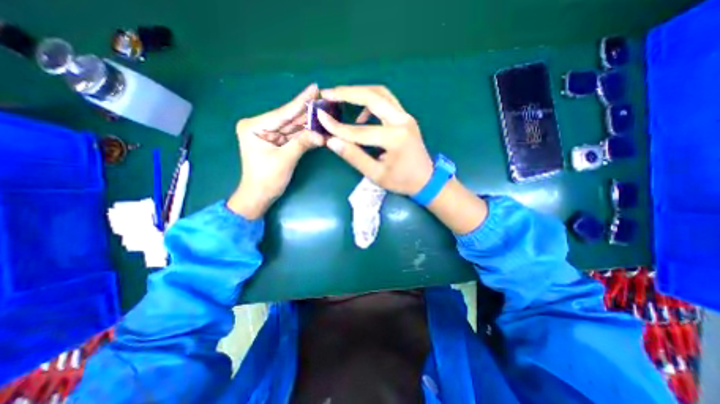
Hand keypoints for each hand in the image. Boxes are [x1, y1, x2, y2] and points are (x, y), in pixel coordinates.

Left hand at [227, 82, 323, 219]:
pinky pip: (293, 136)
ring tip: (324, 112)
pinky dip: (305, 134)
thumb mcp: (285, 160)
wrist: (260, 195)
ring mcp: (269, 134)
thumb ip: (302, 144)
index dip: (300, 101)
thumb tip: (322, 136)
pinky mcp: (276, 142)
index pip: (282, 113)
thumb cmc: (267, 179)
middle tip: (323, 100)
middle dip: (306, 112)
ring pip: (292, 127)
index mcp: (254, 126)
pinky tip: (317, 127)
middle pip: (288, 118)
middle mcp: (260, 127)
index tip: (314, 87)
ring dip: (308, 123)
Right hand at [315, 85, 429, 194]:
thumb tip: (332, 141)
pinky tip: (360, 116)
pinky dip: (370, 102)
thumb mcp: (376, 174)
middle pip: (373, 96)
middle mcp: (402, 121)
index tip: (319, 116)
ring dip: (359, 92)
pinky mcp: (405, 118)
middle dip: (347, 93)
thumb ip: (354, 157)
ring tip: (340, 98)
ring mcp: (406, 116)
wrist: (426, 179)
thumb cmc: (402, 181)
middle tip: (328, 93)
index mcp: (394, 138)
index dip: (337, 126)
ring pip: (381, 93)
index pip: (359, 130)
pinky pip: (386, 101)